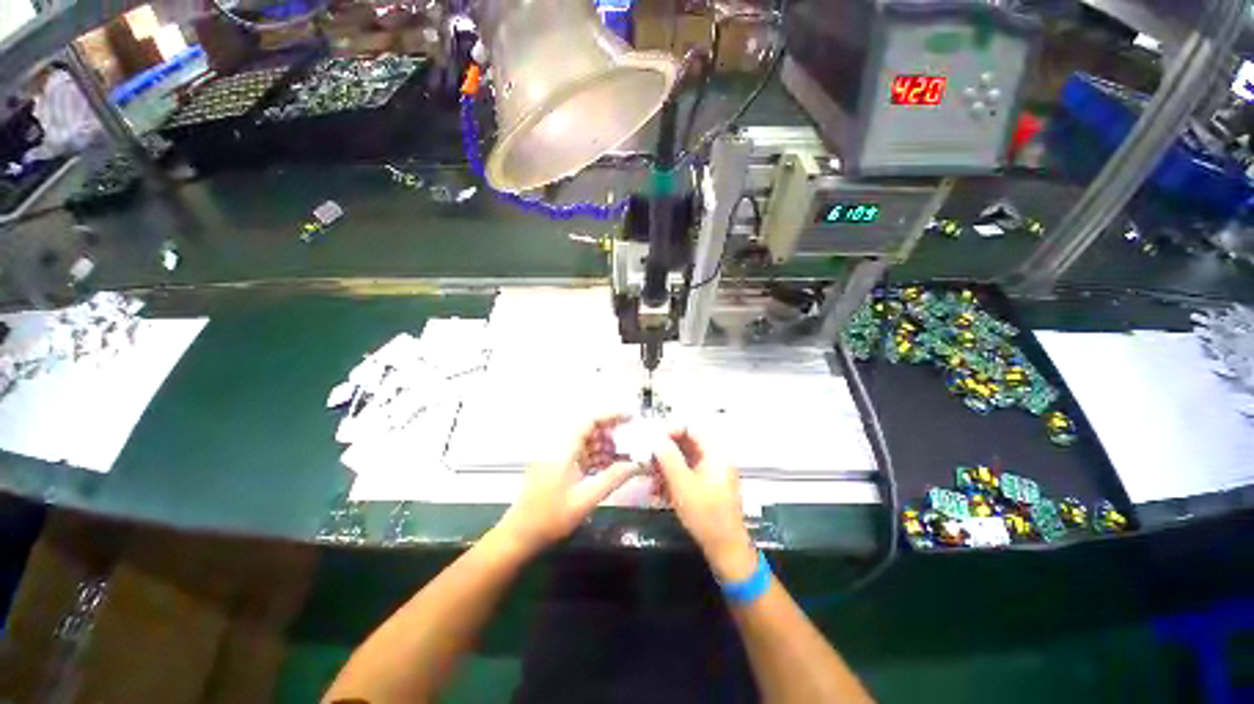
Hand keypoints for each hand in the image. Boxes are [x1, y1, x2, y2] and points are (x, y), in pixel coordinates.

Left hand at [492, 415, 639, 557]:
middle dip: (609, 433)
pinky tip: (606, 467)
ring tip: (622, 456)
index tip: (630, 418)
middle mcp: (558, 447)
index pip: (590, 421)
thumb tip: (637, 465)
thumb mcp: (586, 498)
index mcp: (563, 449)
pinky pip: (578, 454)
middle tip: (630, 441)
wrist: (518, 536)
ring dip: (602, 446)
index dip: (611, 416)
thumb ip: (613, 478)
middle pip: (587, 430)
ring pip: (583, 442)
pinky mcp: (553, 467)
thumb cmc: (550, 517)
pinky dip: (593, 457)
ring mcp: (554, 457)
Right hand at [654, 428, 756, 582]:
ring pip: (681, 458)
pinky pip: (684, 472)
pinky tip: (657, 490)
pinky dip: (670, 478)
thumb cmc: (706, 515)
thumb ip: (668, 457)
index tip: (651, 440)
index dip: (669, 430)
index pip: (690, 428)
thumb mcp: (683, 484)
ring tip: (649, 477)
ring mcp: (709, 472)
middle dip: (663, 451)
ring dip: (664, 466)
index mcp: (715, 452)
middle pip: (684, 443)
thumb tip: (655, 437)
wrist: (725, 550)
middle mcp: (713, 457)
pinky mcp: (703, 485)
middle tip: (646, 460)